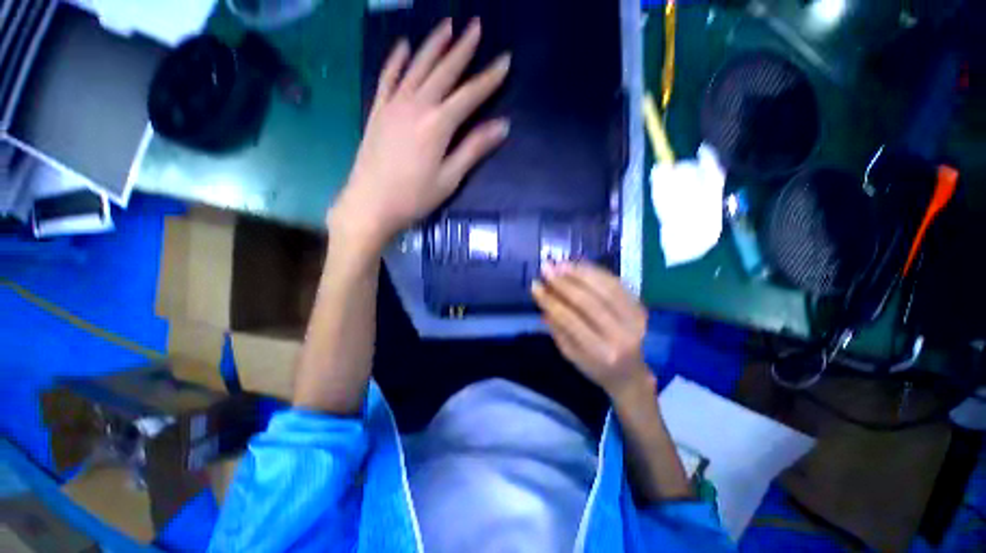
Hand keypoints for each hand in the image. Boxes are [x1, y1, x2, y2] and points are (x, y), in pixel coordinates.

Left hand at [329, 18, 510, 252]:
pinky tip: (404, 45)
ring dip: (433, 45)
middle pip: (444, 72)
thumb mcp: (450, 178)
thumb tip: (502, 126)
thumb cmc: (415, 197)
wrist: (371, 204)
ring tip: (447, 25)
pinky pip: (387, 77)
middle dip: (462, 49)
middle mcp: (416, 106)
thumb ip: (474, 149)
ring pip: (417, 67)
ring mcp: (393, 105)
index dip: (489, 78)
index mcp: (438, 124)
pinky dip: (396, 60)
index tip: (505, 60)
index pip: (469, 95)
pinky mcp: (377, 111)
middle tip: (476, 26)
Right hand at [532, 262, 653, 399]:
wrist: (630, 373)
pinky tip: (578, 265)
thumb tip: (542, 298)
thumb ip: (556, 327)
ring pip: (603, 288)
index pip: (570, 320)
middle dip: (563, 282)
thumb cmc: (595, 367)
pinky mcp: (640, 307)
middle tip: (546, 268)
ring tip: (559, 263)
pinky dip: (595, 272)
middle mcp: (620, 334)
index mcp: (600, 352)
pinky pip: (616, 283)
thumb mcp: (570, 355)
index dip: (550, 300)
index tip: (535, 286)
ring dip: (578, 273)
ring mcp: (634, 319)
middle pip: (588, 301)